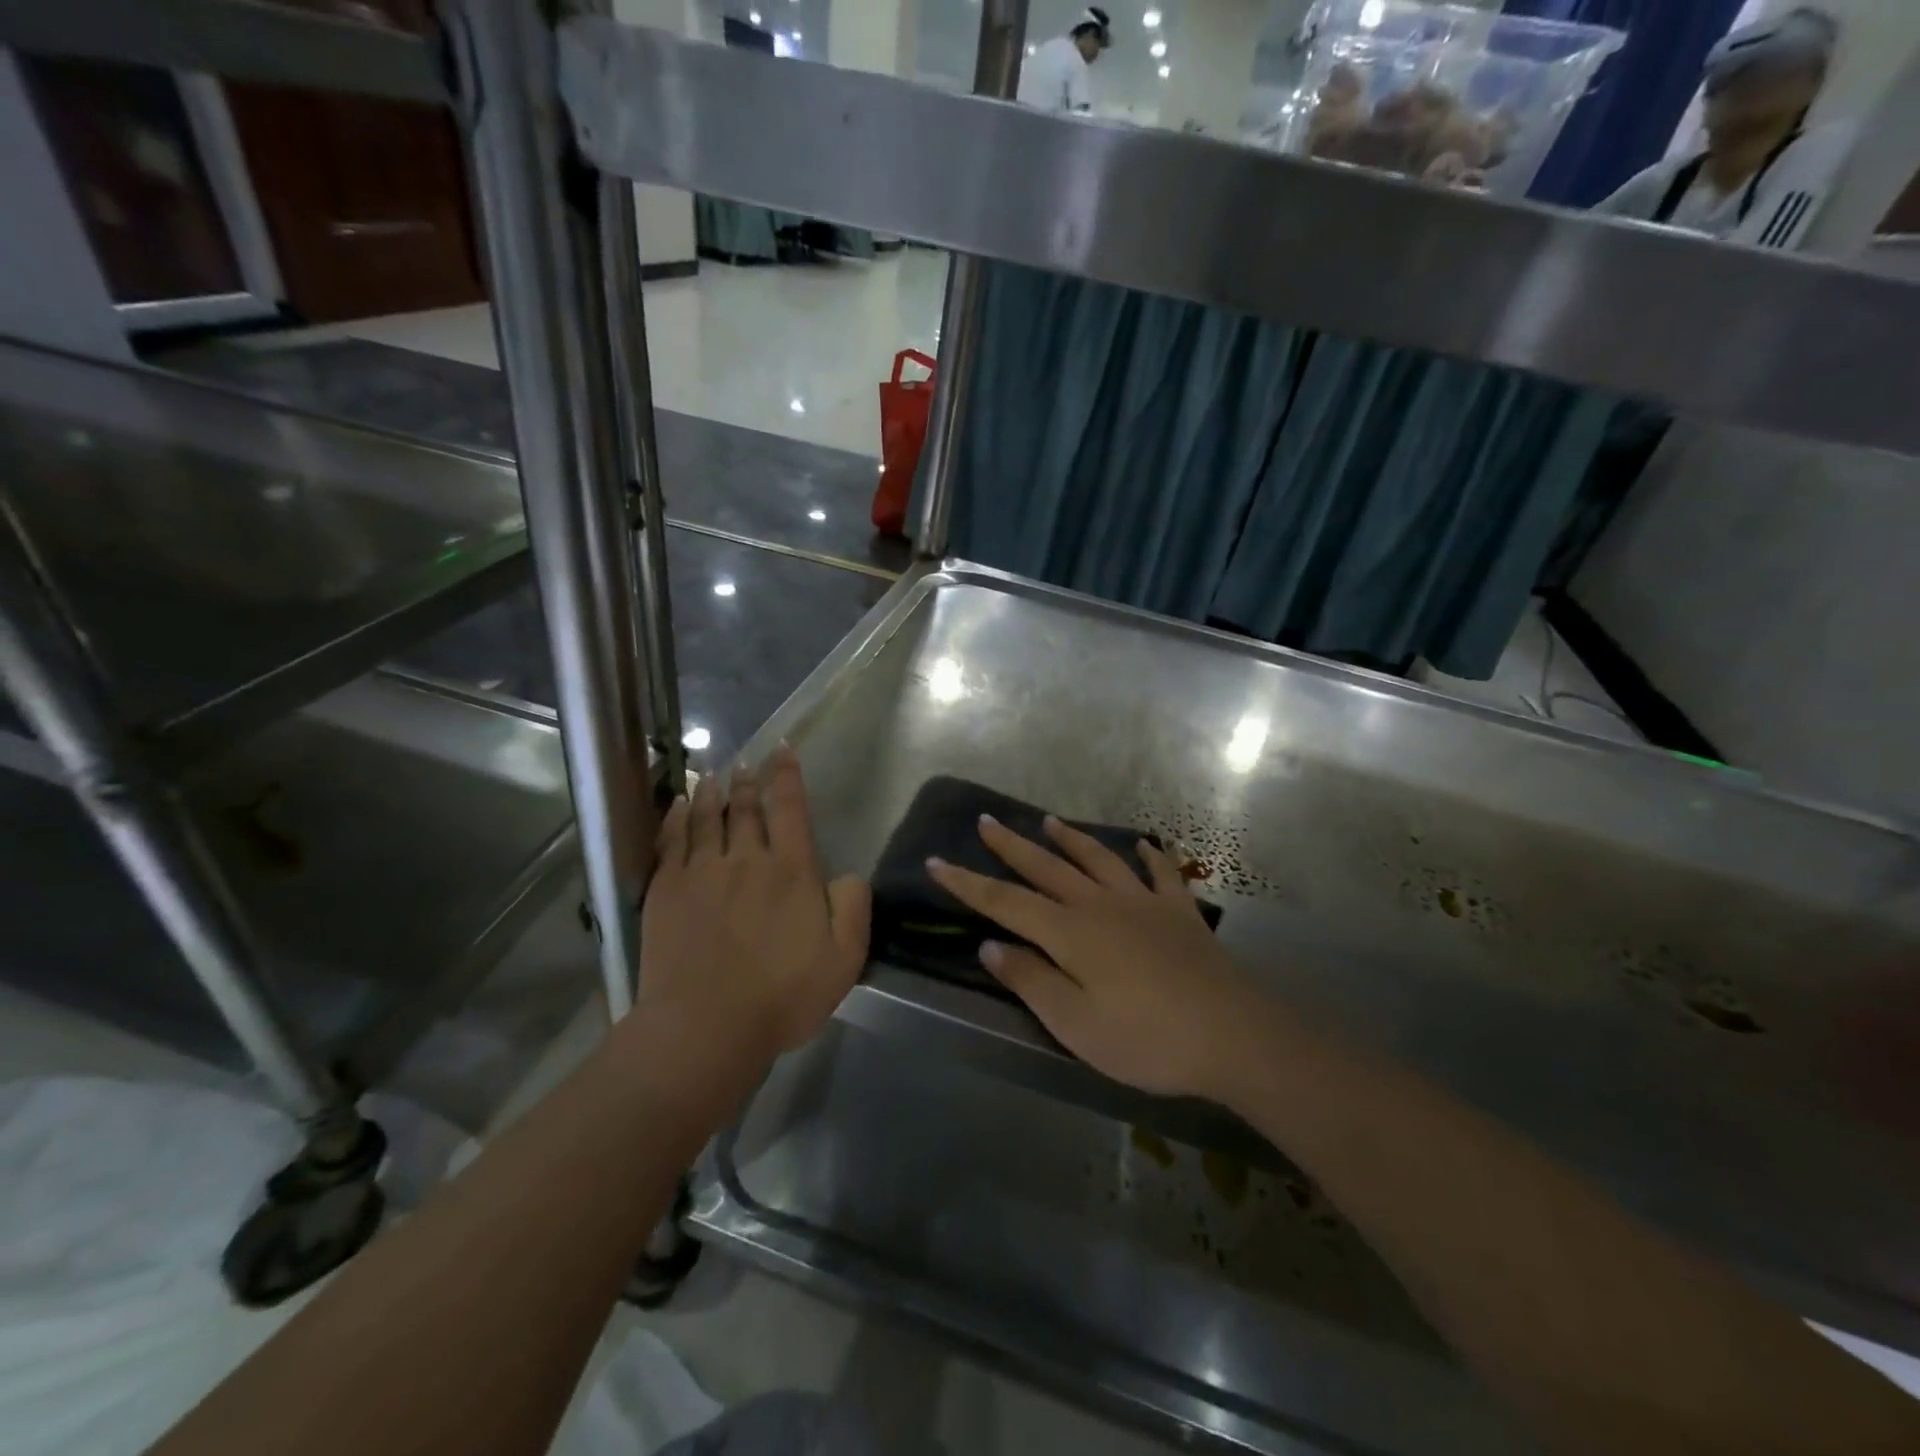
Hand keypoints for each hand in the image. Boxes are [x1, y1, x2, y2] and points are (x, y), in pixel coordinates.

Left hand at [639, 747, 869, 1059]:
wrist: (704, 1028)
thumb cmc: (782, 996)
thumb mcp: (843, 959)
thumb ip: (853, 908)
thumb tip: (848, 874)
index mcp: (791, 870)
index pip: (790, 808)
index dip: (787, 775)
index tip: (782, 750)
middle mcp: (746, 859)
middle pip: (746, 808)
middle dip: (749, 780)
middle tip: (745, 760)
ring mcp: (701, 872)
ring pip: (706, 817)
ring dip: (712, 791)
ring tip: (713, 774)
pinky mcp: (666, 890)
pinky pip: (671, 840)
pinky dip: (675, 817)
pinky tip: (677, 805)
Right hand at [927, 816, 1257, 1098]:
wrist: (1231, 1034)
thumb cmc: (1145, 1038)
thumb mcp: (1074, 1024)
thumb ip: (1030, 980)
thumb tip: (990, 944)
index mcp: (1069, 932)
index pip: (1004, 902)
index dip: (967, 883)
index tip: (937, 861)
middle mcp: (1099, 905)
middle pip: (1046, 868)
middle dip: (1011, 846)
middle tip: (986, 821)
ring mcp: (1142, 903)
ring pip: (1097, 860)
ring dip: (1070, 839)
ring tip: (1048, 820)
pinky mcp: (1179, 912)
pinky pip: (1160, 873)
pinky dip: (1149, 856)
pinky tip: (1143, 844)